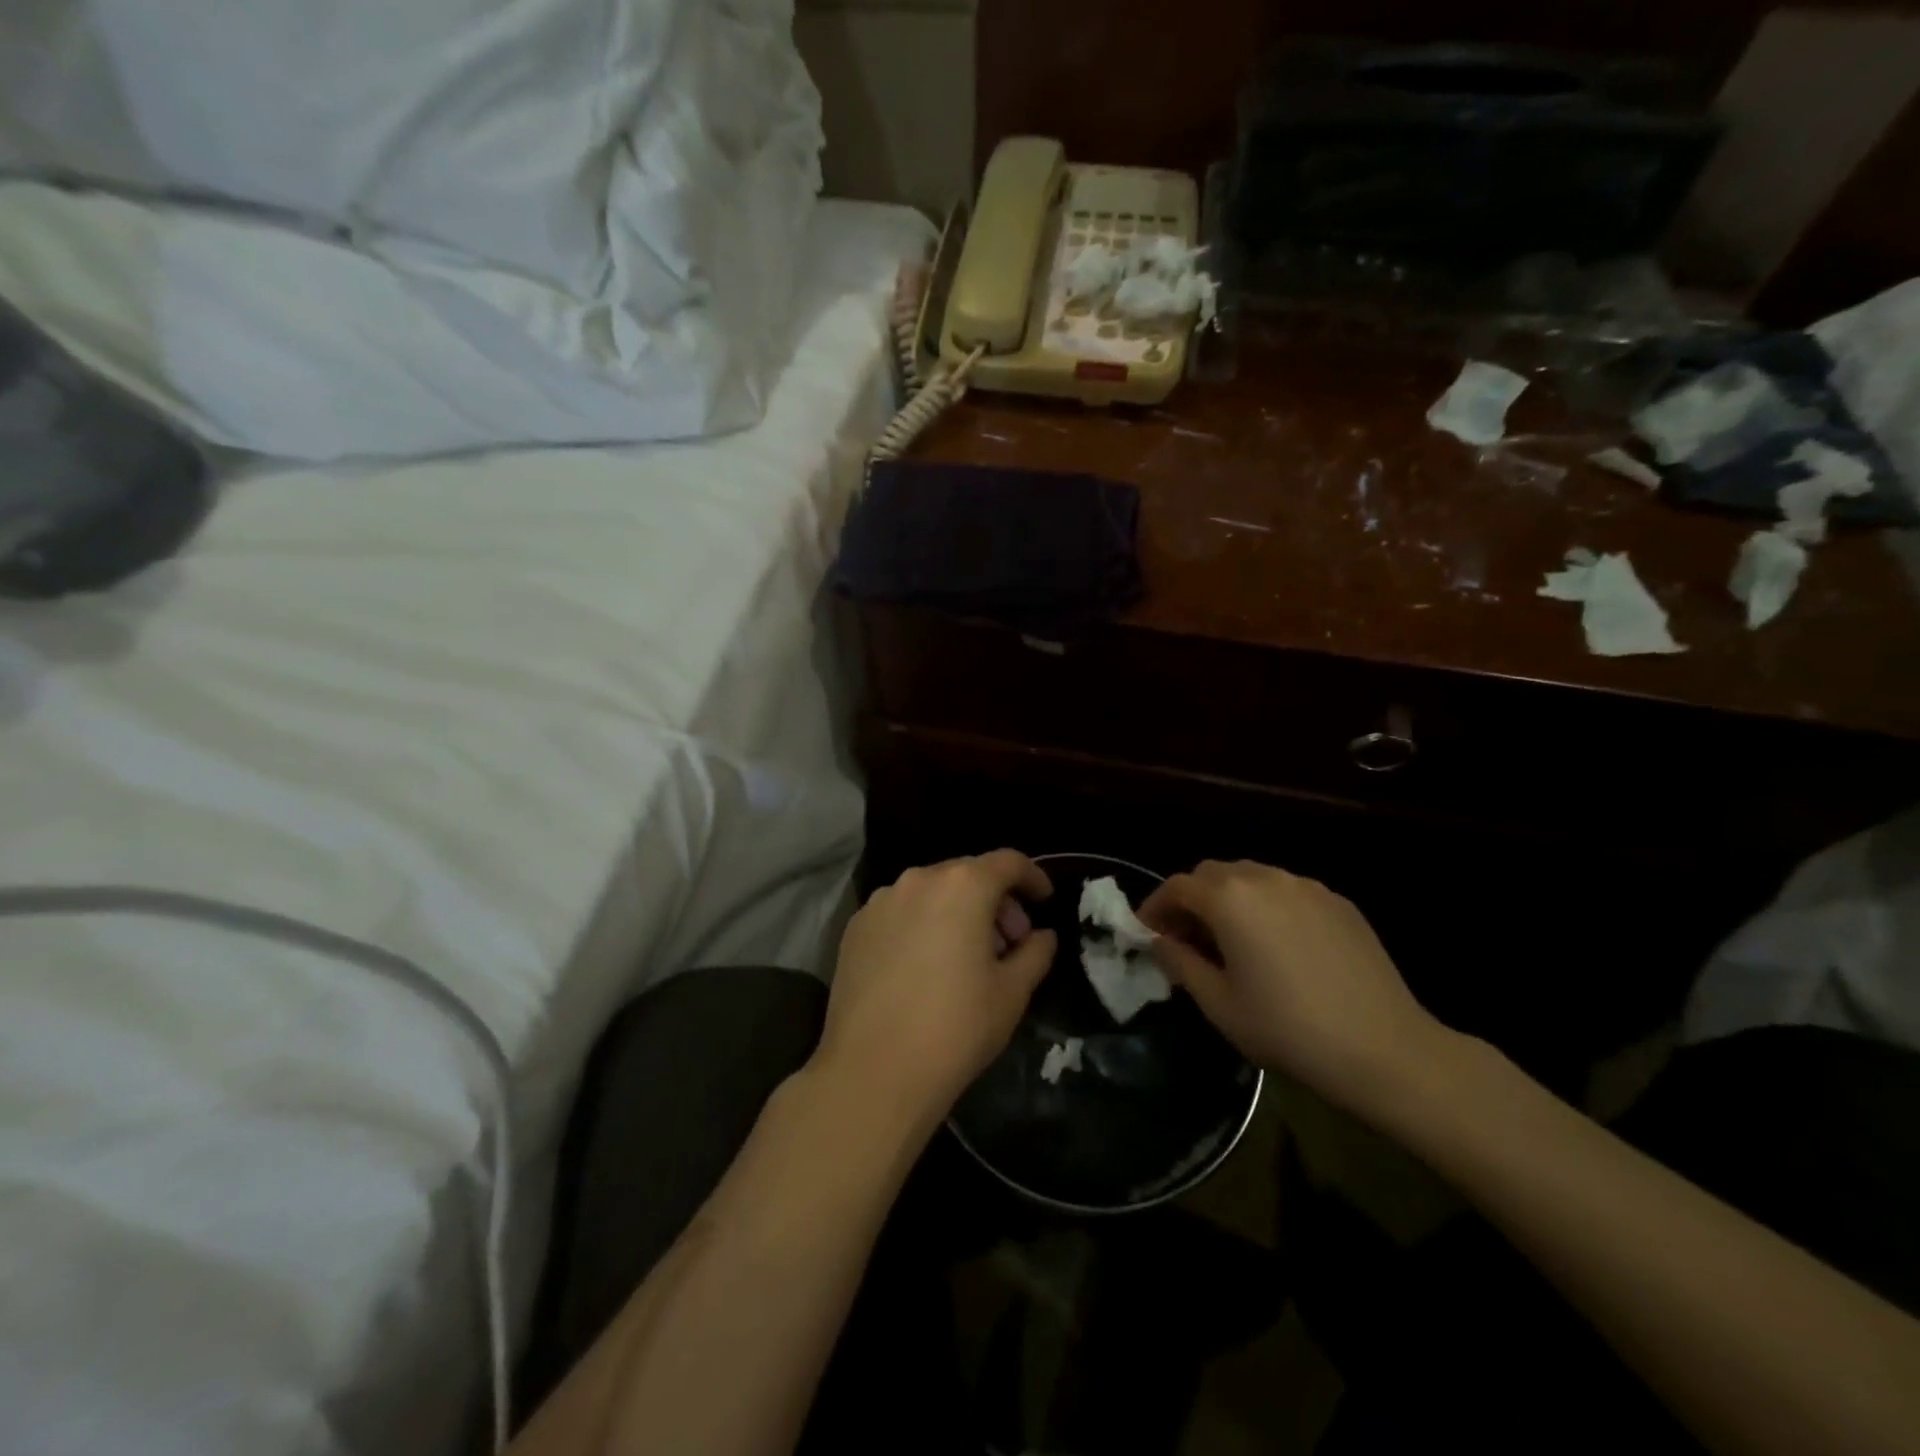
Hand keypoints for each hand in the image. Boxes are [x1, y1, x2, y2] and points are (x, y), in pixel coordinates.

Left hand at [815, 851, 1057, 1119]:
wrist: (873, 1071)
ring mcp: (881, 901)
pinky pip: (901, 912)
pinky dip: (922, 925)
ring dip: (957, 911)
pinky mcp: (855, 927)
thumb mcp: (1012, 992)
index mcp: (963, 885)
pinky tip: (925, 966)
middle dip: (995, 900)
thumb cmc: (955, 1028)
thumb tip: (1041, 935)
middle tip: (1009, 943)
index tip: (1044, 900)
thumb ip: (1035, 952)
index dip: (1033, 877)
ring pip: (931, 892)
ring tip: (965, 957)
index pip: (1008, 862)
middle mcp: (919, 879)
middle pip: (968, 875)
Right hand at [1138, 861, 1451, 1119]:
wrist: (1385, 1049)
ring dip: (1229, 899)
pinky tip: (1276, 946)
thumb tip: (1160, 941)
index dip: (1155, 907)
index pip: (1177, 886)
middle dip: (1191, 899)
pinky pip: (1287, 892)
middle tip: (1186, 938)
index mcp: (1229, 898)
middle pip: (1212, 873)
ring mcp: (1307, 886)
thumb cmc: (1288, 1029)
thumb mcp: (1219, 1004)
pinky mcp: (1338, 903)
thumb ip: (1180, 963)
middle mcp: (1265, 878)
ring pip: (1251, 877)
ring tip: (1231, 940)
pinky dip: (1267, 906)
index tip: (1147, 934)